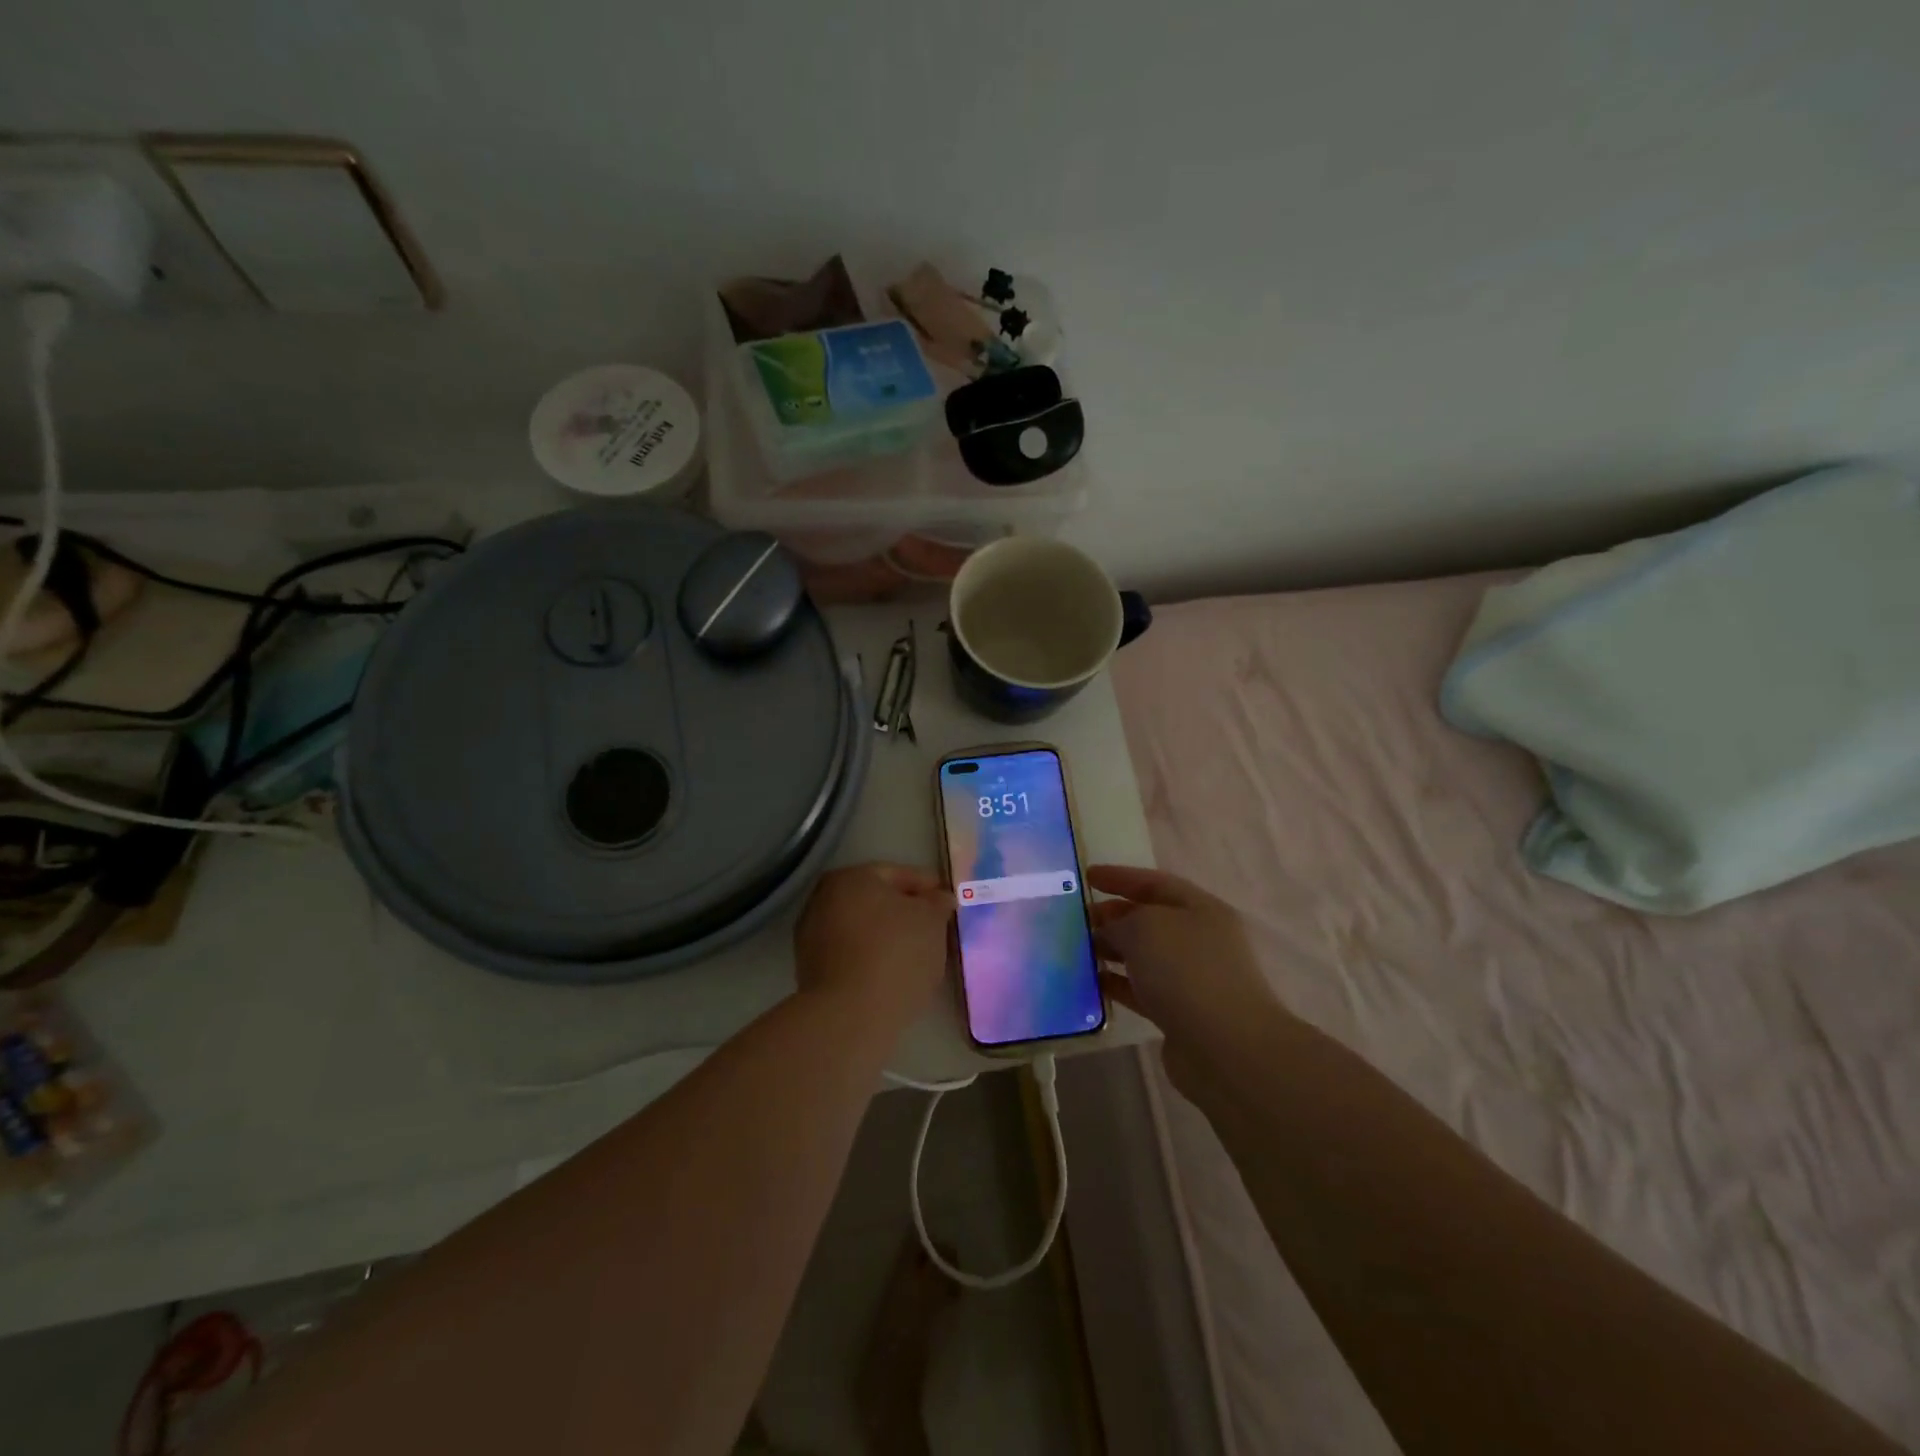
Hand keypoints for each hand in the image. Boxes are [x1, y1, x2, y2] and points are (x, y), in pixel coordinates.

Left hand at [794, 863, 952, 1026]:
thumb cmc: (895, 954)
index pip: (897, 874)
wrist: (850, 1015)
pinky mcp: (810, 970)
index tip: (948, 901)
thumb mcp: (931, 921)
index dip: (927, 886)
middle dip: (905, 911)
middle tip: (935, 926)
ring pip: (862, 928)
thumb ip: (937, 903)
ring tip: (918, 954)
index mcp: (850, 877)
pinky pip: (851, 954)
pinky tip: (893, 973)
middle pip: (876, 900)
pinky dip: (872, 957)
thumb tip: (938, 898)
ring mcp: (812, 935)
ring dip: (887, 936)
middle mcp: (823, 898)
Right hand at [1088, 865, 1284, 1093]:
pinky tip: (1091, 983)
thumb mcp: (1144, 928)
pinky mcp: (1181, 1013)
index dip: (1120, 877)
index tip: (1087, 877)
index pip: (1155, 883)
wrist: (1226, 1048)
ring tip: (1076, 951)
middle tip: (1077, 919)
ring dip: (1112, 951)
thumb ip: (1119, 922)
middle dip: (1113, 916)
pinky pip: (1142, 990)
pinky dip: (1118, 984)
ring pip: (1144, 956)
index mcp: (1201, 909)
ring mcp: (1192, 978)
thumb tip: (1108, 932)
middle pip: (1150, 919)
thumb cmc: (1186, 971)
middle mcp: (1200, 939)